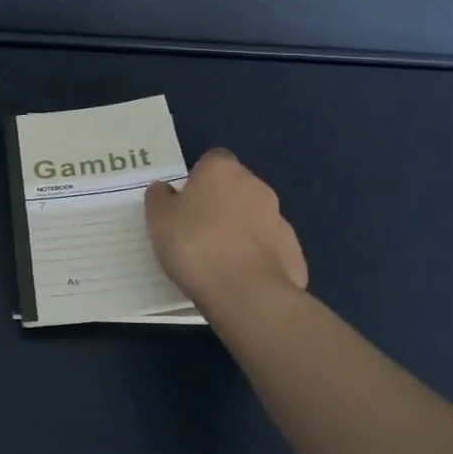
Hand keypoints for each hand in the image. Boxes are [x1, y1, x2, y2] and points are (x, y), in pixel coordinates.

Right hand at [144, 149, 307, 312]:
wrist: (246, 293)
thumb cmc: (195, 245)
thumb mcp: (159, 219)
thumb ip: (160, 198)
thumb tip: (165, 190)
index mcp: (222, 170)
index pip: (212, 161)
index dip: (198, 179)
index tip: (184, 204)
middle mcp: (256, 186)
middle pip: (235, 188)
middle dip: (220, 206)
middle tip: (197, 233)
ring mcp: (279, 219)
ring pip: (254, 219)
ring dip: (240, 232)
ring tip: (218, 262)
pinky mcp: (293, 252)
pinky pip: (269, 249)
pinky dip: (257, 259)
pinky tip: (240, 280)